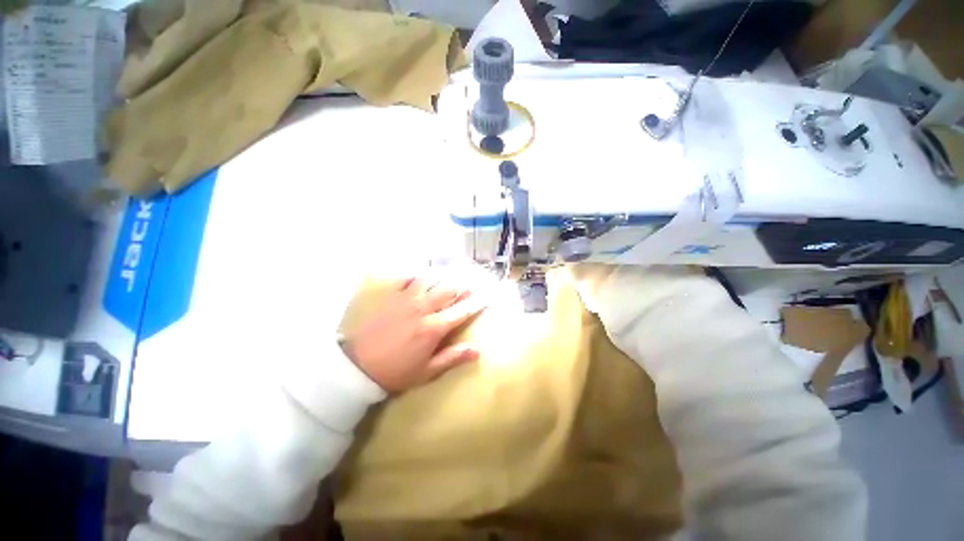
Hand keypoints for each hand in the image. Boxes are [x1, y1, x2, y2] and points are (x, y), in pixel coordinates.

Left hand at [342, 276, 486, 392]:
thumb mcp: (426, 372)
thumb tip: (477, 350)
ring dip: (441, 278)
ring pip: (429, 280)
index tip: (487, 296)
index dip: (477, 303)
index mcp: (434, 328)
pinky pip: (405, 279)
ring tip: (447, 278)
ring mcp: (405, 300)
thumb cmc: (395, 372)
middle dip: (462, 286)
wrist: (357, 367)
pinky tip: (418, 276)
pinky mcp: (390, 297)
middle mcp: (423, 308)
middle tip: (469, 286)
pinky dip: (414, 276)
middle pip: (448, 290)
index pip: (462, 311)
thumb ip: (452, 358)